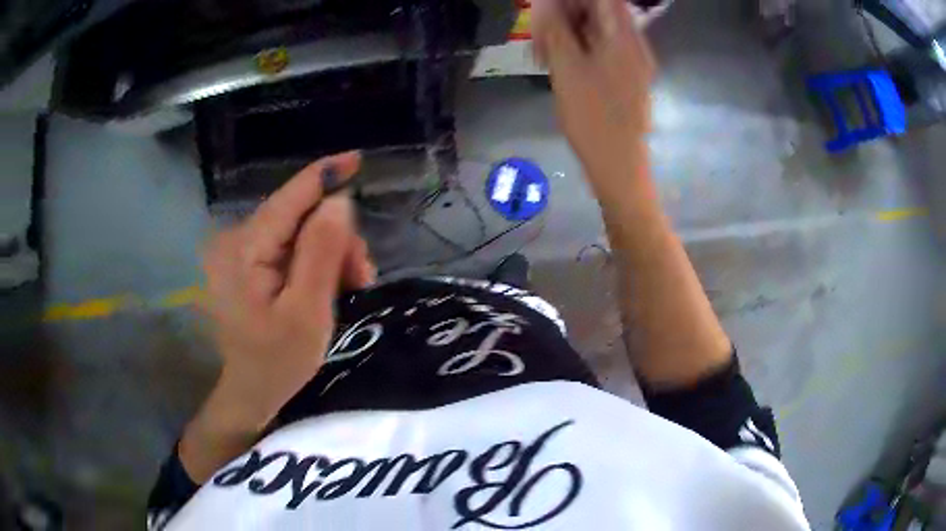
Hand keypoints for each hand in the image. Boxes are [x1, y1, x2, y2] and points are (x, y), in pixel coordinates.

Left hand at [201, 151, 374, 424]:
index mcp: (246, 249)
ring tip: (349, 289)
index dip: (325, 175)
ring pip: (301, 232)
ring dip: (332, 255)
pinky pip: (292, 249)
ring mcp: (244, 253)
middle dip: (337, 239)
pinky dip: (317, 264)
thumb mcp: (307, 312)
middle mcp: (240, 241)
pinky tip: (330, 288)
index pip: (290, 197)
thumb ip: (321, 254)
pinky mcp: (251, 266)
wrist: (251, 392)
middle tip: (360, 277)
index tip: (358, 159)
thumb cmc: (277, 362)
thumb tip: (339, 201)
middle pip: (301, 216)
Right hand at [532, 0, 655, 192]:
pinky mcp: (627, 76)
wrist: (618, 165)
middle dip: (565, 15)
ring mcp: (633, 61)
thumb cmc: (592, 118)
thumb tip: (546, 4)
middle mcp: (634, 43)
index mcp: (624, 37)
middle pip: (599, 11)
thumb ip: (556, 29)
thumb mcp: (566, 68)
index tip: (547, 11)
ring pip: (597, 30)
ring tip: (544, 55)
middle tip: (540, 37)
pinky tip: (560, 65)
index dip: (571, 0)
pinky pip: (602, 49)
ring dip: (568, 33)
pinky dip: (579, 49)